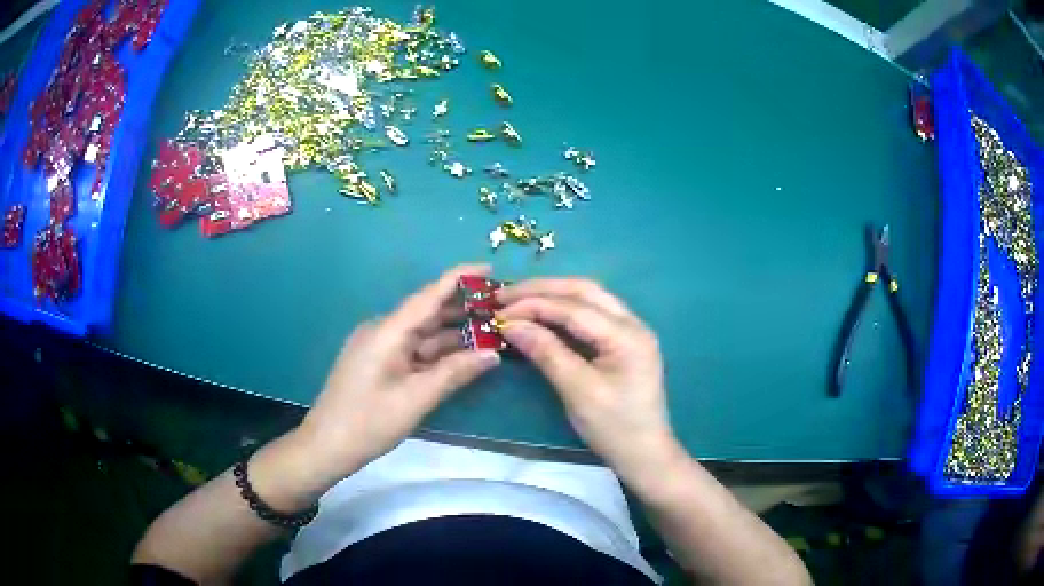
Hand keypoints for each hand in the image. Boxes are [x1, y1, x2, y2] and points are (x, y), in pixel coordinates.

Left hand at [297, 264, 500, 482]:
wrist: (326, 446)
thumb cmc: (369, 422)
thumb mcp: (416, 399)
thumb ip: (454, 373)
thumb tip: (493, 354)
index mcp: (387, 331)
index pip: (428, 296)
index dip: (459, 279)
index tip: (489, 267)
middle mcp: (382, 331)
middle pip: (427, 313)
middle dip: (463, 310)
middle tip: (500, 309)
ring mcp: (378, 347)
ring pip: (421, 334)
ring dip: (452, 334)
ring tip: (490, 331)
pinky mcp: (377, 363)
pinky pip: (412, 349)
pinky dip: (437, 352)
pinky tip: (461, 355)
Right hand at [497, 278, 681, 478]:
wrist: (645, 454)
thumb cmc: (614, 427)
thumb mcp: (578, 392)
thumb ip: (547, 353)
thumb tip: (511, 326)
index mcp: (627, 335)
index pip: (574, 307)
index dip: (534, 305)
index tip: (499, 311)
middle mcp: (632, 323)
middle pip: (584, 290)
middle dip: (542, 289)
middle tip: (504, 296)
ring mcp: (631, 331)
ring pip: (589, 298)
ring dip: (553, 295)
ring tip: (519, 300)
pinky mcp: (624, 343)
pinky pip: (592, 315)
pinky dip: (564, 311)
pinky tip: (543, 315)